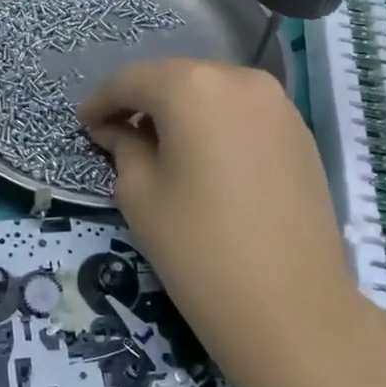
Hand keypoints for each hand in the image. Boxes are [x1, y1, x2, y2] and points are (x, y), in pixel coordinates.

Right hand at [79, 58, 358, 362]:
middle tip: (117, 133)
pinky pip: (243, 114)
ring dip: (181, 112)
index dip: (102, 101)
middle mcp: (239, 78)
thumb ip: (124, 147)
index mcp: (192, 86)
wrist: (291, 307)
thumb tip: (119, 130)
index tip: (85, 125)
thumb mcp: (140, 194)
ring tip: (160, 147)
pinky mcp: (300, 132)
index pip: (132, 80)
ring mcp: (278, 104)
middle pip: (175, 79)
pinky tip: (204, 158)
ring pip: (213, 93)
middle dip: (143, 102)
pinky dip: (216, 125)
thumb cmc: (198, 248)